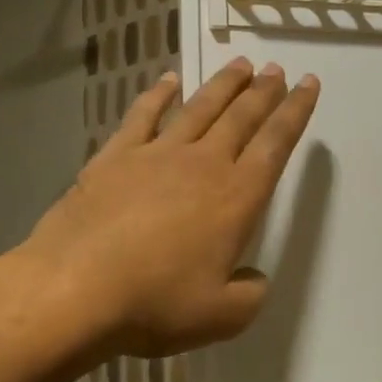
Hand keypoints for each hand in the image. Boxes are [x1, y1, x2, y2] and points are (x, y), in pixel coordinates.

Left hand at [18, 57, 318, 357]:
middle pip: (241, 117)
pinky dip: (159, 94)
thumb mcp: (222, 317)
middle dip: (264, 91)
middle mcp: (203, 164)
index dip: (295, 111)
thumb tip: (253, 278)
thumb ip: (250, 294)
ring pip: (199, 108)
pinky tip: (169, 80)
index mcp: (236, 197)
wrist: (73, 290)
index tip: (308, 83)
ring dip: (223, 84)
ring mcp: (156, 155)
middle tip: (277, 69)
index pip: (276, 144)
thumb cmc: (155, 303)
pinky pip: (142, 115)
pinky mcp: (114, 157)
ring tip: (241, 65)